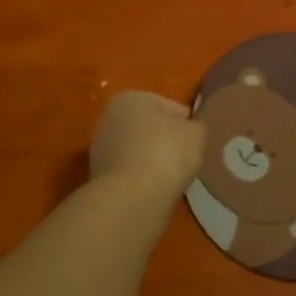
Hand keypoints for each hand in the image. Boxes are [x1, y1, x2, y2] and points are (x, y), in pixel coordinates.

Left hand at [90, 91, 204, 198]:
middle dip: (165, 140)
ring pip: (137, 151)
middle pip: (149, 128)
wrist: (132, 198)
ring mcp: (100, 149)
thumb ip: (196, 126)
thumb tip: (191, 129)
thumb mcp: (197, 133)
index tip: (196, 141)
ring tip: (172, 177)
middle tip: (186, 158)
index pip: (169, 107)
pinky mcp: (98, 177)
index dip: (187, 123)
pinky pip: (129, 172)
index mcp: (131, 98)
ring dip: (153, 160)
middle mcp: (109, 118)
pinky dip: (142, 178)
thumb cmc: (166, 153)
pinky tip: (156, 189)